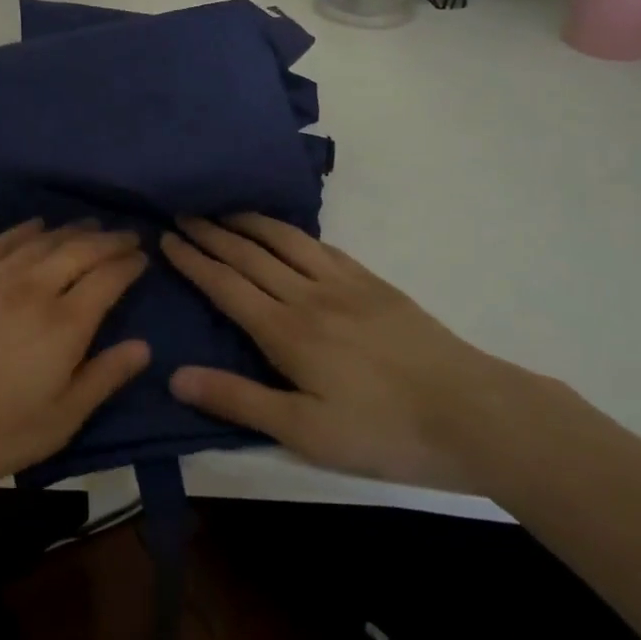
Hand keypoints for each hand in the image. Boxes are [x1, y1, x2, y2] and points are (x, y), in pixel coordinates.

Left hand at [0, 220, 150, 497]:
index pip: (108, 279)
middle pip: (80, 251)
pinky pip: (2, 241)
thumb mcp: (56, 423)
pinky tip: (35, 226)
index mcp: (64, 325)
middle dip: (109, 240)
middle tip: (127, 234)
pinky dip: (24, 230)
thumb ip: (102, 380)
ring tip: (91, 225)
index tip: (143, 256)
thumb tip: (144, 347)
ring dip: (72, 230)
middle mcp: (34, 289)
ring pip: (43, 240)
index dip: (129, 264)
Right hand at [161, 215, 537, 493]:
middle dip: (212, 233)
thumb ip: (238, 400)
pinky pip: (322, 246)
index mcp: (285, 330)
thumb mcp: (304, 431)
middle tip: (184, 212)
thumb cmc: (382, 430)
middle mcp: (308, 295)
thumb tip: (175, 375)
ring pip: (285, 241)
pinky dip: (293, 231)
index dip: (193, 260)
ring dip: (249, 222)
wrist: (473, 412)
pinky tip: (287, 231)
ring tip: (225, 209)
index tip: (167, 237)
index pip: (226, 285)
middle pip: (249, 255)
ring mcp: (344, 284)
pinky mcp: (373, 284)